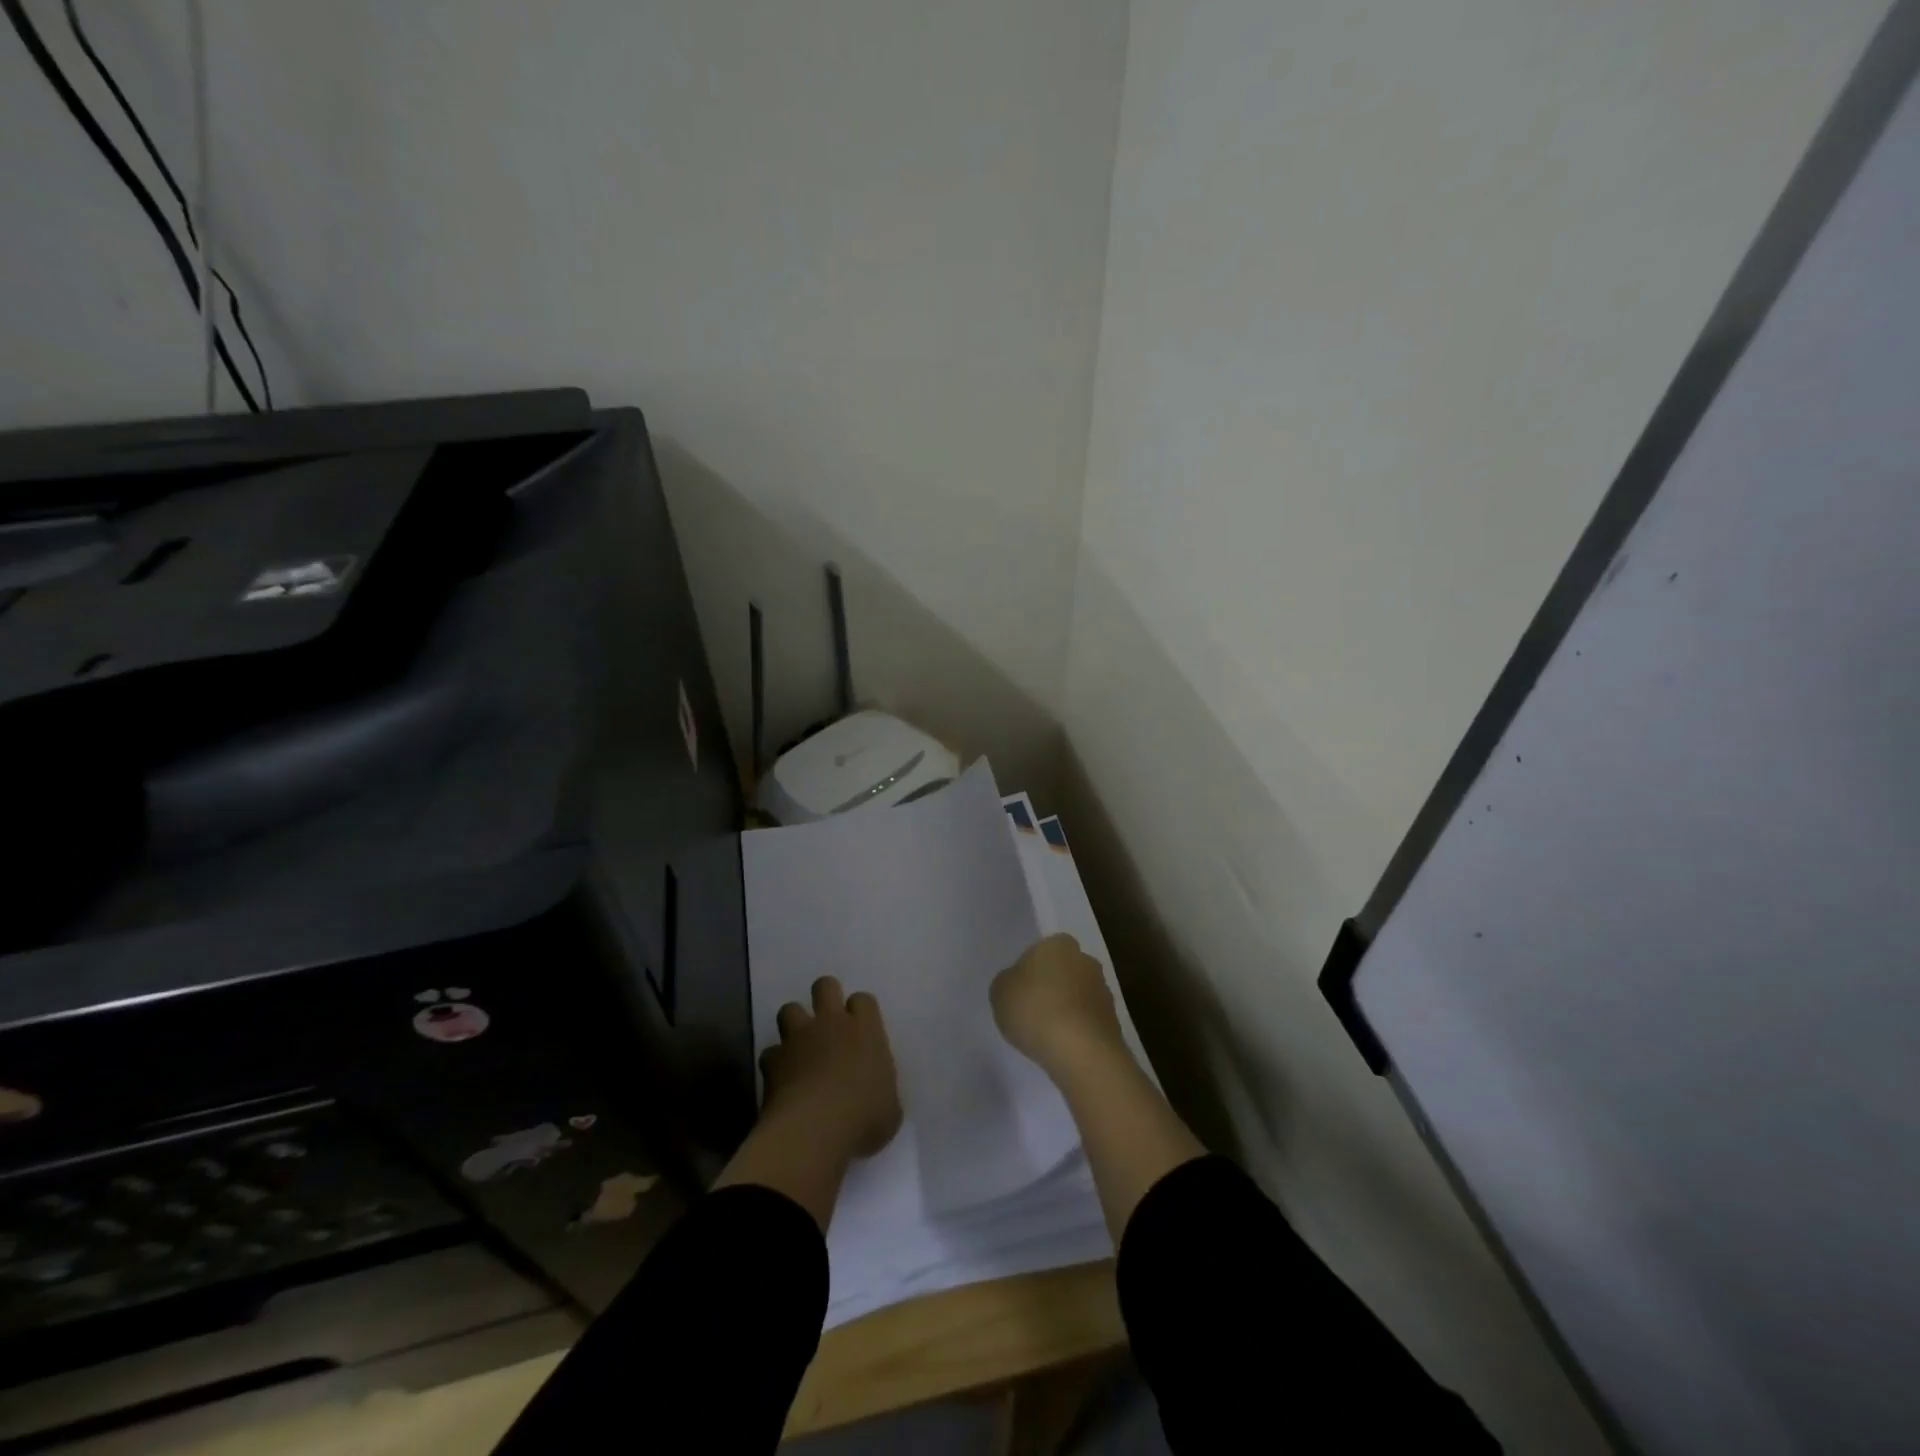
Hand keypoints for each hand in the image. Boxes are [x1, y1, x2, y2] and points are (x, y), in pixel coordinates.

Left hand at [761, 976, 902, 1160]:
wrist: (814, 1130)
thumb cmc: (862, 1118)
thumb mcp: (889, 1108)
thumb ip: (882, 1090)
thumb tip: (877, 1096)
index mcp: (865, 1030)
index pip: (863, 1000)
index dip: (860, 1011)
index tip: (861, 1030)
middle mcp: (831, 1024)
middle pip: (825, 986)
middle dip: (825, 996)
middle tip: (828, 1021)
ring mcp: (798, 1039)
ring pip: (789, 1009)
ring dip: (794, 1024)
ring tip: (800, 1047)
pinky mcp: (772, 1061)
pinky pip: (770, 1053)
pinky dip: (775, 1064)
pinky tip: (781, 1081)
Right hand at [991, 933, 1126, 1078]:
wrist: (1081, 1051)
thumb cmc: (1034, 1009)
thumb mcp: (1000, 992)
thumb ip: (1007, 982)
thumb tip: (1018, 983)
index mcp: (1059, 944)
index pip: (1043, 949)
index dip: (1030, 968)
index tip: (1020, 990)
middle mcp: (1086, 960)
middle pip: (1064, 970)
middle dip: (1052, 986)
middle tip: (1032, 1010)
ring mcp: (1104, 991)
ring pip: (1078, 995)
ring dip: (1066, 1009)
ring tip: (1047, 1034)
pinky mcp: (1113, 1021)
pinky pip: (1087, 1021)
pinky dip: (1077, 1030)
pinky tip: (1063, 1047)